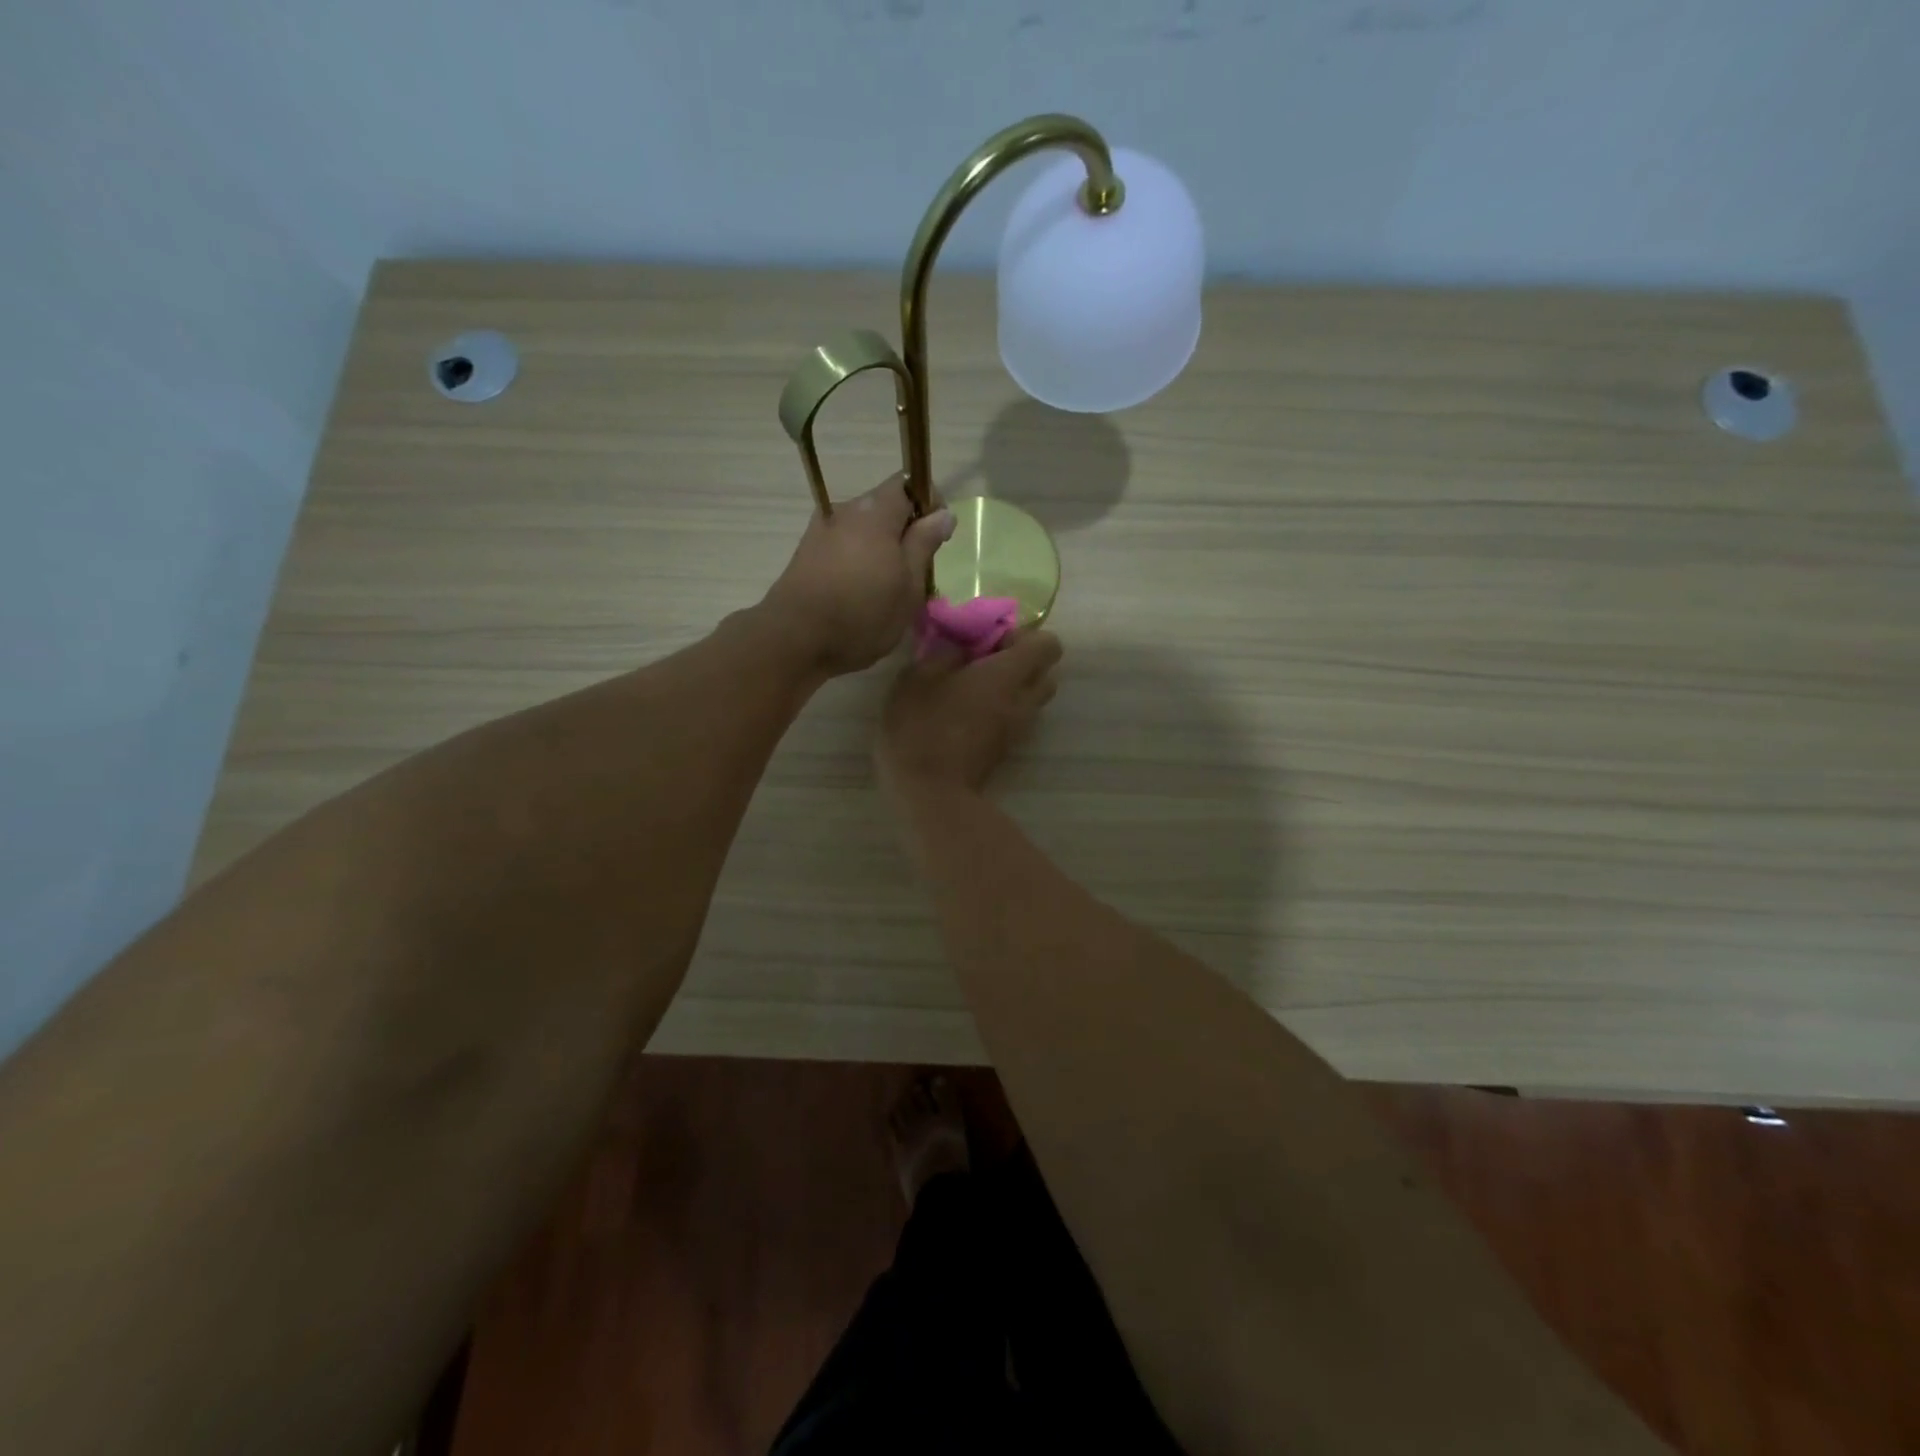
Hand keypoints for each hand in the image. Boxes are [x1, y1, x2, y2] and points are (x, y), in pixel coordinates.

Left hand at [761, 474, 954, 675]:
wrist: (794, 640)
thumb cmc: (862, 613)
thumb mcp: (908, 585)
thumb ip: (924, 544)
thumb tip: (944, 513)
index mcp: (875, 512)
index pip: (907, 483)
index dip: (929, 504)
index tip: (937, 539)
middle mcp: (845, 511)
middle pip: (884, 507)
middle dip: (905, 531)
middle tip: (917, 572)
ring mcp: (821, 531)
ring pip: (864, 530)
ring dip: (881, 549)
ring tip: (888, 589)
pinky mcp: (807, 554)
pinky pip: (844, 546)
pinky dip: (859, 561)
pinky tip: (860, 594)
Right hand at [876, 630, 1063, 800]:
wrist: (930, 790)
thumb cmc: (922, 727)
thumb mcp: (918, 677)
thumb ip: (944, 654)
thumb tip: (961, 649)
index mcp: (1008, 675)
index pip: (1049, 645)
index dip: (1024, 636)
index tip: (991, 641)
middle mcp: (1023, 700)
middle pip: (1048, 672)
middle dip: (1024, 662)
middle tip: (986, 662)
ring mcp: (1018, 729)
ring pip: (1033, 698)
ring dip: (1014, 687)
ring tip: (974, 688)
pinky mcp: (1006, 749)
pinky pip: (1017, 718)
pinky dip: (1003, 709)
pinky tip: (967, 712)